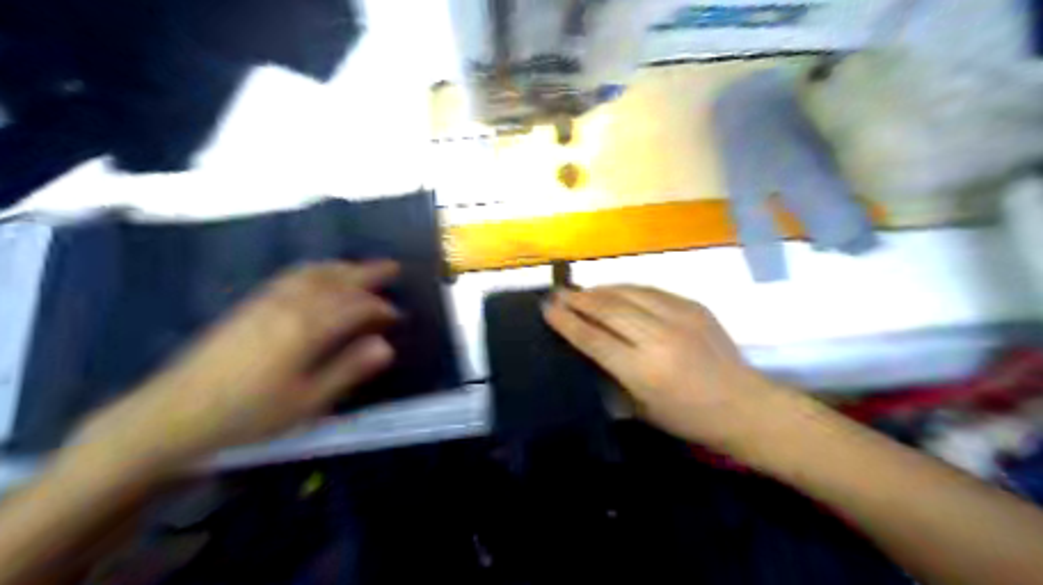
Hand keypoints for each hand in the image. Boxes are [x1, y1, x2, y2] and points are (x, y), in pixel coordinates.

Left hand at [70, 263, 400, 477]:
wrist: (173, 415)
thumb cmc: (248, 415)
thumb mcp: (307, 402)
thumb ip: (348, 370)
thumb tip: (386, 346)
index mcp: (308, 328)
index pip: (355, 307)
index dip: (380, 308)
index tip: (398, 316)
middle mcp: (289, 305)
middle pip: (336, 280)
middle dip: (367, 272)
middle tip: (393, 268)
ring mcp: (265, 301)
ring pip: (312, 273)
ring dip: (341, 267)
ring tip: (360, 268)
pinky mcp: (248, 305)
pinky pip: (290, 276)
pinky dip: (313, 270)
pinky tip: (316, 277)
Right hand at [541, 285, 795, 450]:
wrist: (744, 405)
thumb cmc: (688, 418)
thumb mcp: (640, 409)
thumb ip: (611, 376)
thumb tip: (587, 346)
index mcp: (643, 370)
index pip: (593, 338)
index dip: (566, 321)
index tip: (547, 308)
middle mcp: (658, 337)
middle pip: (607, 309)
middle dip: (578, 299)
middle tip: (558, 294)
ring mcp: (679, 316)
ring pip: (628, 293)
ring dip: (600, 290)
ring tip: (582, 291)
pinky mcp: (694, 306)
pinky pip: (651, 290)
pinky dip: (627, 289)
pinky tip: (616, 291)